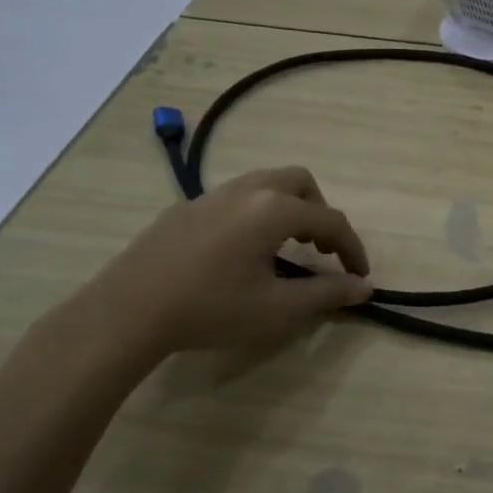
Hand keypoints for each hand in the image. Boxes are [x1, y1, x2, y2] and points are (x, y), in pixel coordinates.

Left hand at [74, 166, 371, 365]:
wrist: (128, 310)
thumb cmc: (211, 309)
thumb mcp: (277, 309)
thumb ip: (326, 293)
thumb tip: (364, 288)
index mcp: (274, 210)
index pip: (330, 220)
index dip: (352, 248)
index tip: (360, 276)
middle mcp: (247, 190)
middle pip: (300, 182)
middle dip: (320, 212)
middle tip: (319, 249)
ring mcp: (213, 195)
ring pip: (265, 184)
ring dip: (288, 208)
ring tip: (284, 247)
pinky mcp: (186, 207)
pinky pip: (236, 197)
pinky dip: (256, 213)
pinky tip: (239, 251)